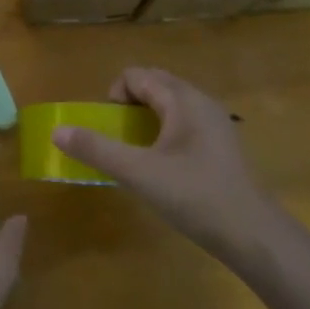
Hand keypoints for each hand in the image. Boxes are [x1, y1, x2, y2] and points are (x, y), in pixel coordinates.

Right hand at [51, 67, 280, 258]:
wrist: (252, 233)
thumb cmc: (194, 195)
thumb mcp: (137, 172)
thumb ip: (96, 149)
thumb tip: (57, 131)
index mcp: (182, 99)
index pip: (136, 75)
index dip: (114, 95)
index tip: (110, 128)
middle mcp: (201, 101)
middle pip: (154, 84)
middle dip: (128, 104)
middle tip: (119, 138)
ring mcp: (215, 122)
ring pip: (170, 104)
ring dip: (146, 118)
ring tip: (137, 152)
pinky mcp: (221, 144)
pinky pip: (184, 122)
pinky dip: (165, 132)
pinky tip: (164, 166)